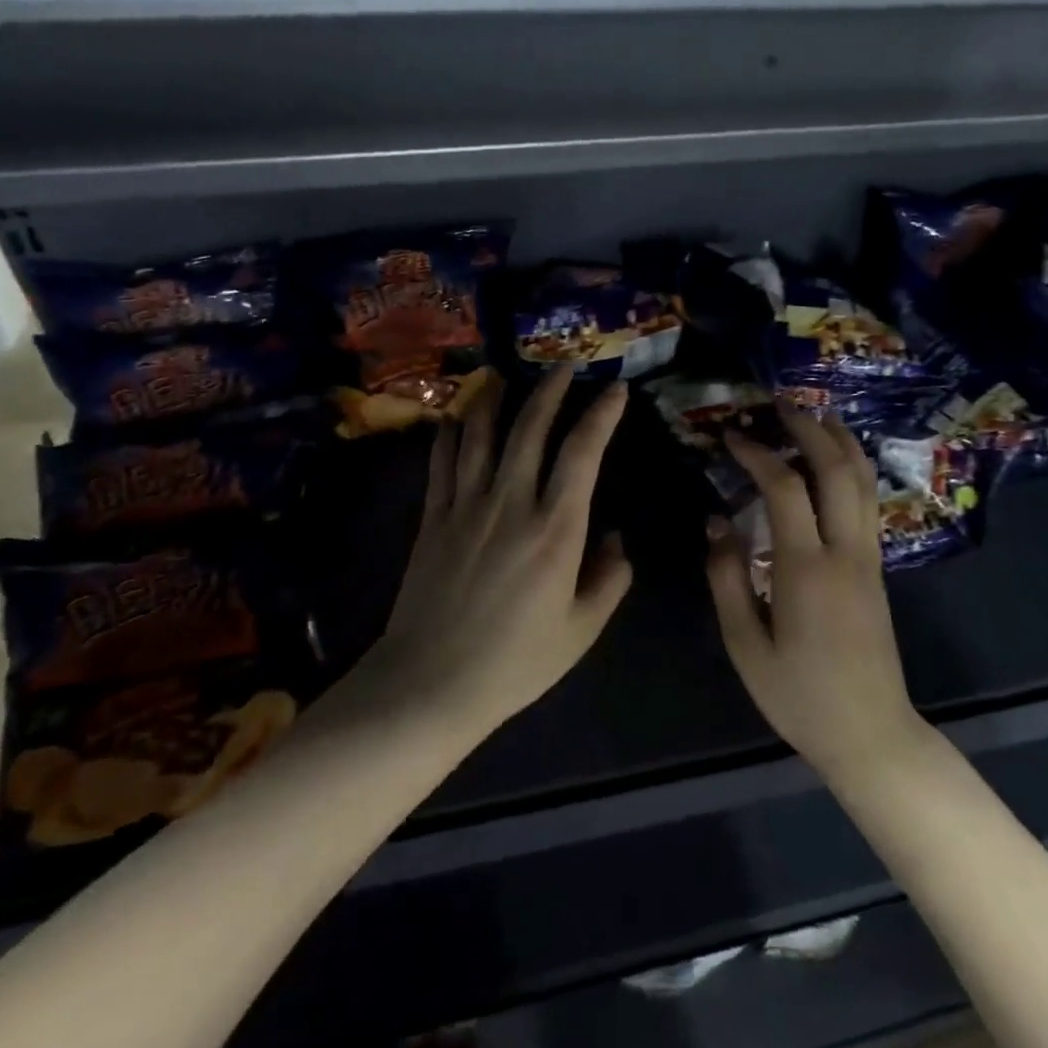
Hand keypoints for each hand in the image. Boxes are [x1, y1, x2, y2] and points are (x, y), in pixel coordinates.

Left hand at [366, 365, 632, 740]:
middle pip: (530, 428)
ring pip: (481, 434)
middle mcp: (511, 502)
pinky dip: (450, 433)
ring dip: (496, 398)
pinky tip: (456, 417)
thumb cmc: (515, 662)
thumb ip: (609, 579)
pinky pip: (442, 462)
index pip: (582, 453)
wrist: (431, 683)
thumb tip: (616, 538)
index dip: (601, 414)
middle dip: (550, 389)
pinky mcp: (433, 517)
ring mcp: (466, 505)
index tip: (615, 390)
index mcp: (555, 529)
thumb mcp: (581, 630)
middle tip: (563, 364)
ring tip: (505, 374)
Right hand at [707, 400, 924, 783]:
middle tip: (780, 403)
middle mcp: (845, 552)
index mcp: (806, 569)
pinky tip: (837, 460)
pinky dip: (854, 468)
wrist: (871, 734)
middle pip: (836, 470)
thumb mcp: (746, 645)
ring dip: (840, 441)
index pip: (783, 489)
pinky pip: (869, 502)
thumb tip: (716, 522)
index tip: (731, 436)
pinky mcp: (877, 568)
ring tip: (815, 414)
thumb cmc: (799, 696)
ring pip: (863, 481)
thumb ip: (727, 578)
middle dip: (808, 429)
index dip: (756, 454)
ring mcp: (869, 558)